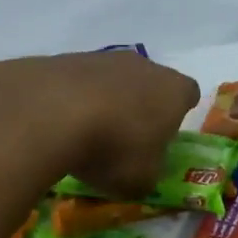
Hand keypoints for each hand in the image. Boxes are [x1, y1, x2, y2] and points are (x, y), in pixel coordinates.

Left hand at [40, 50, 200, 196]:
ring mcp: (103, 57)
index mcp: (174, 91)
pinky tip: (59, 125)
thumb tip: (143, 173)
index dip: (179, 115)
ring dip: (106, 102)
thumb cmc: (114, 148)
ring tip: (87, 134)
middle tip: (127, 139)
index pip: (188, 94)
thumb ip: (149, 174)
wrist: (48, 113)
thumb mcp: (141, 181)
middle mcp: (144, 66)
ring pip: (113, 80)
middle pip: (150, 84)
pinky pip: (78, 83)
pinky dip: (73, 100)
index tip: (165, 136)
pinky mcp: (65, 58)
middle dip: (141, 107)